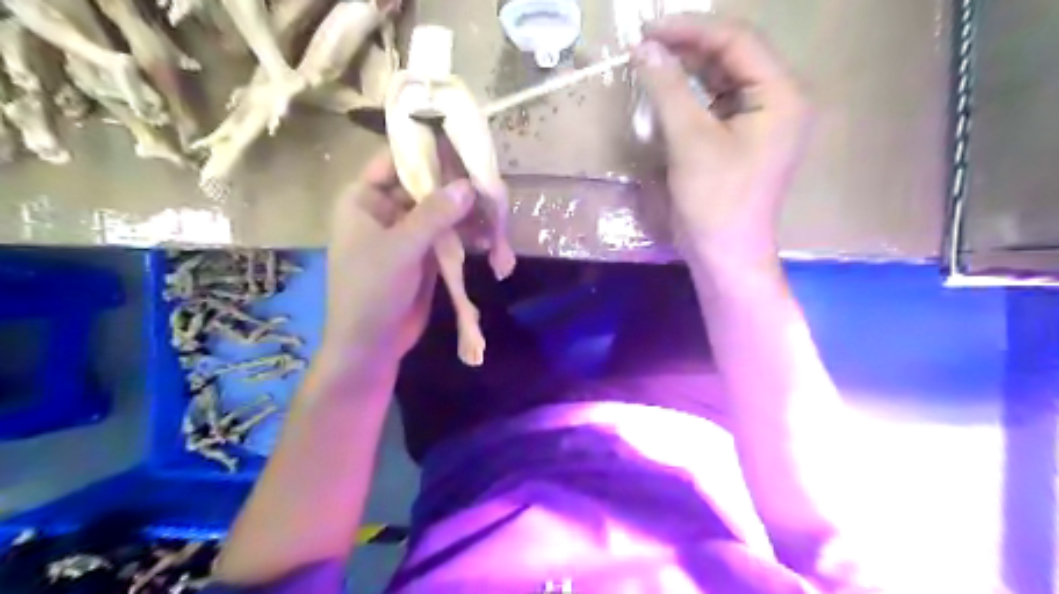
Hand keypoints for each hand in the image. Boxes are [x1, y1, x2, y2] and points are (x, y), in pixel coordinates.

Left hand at [322, 150, 471, 365]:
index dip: (426, 150)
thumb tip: (467, 184)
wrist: (372, 343)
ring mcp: (409, 232)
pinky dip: (468, 234)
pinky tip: (490, 234)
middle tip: (489, 179)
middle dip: (456, 184)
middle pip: (425, 185)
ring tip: (496, 208)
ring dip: (466, 211)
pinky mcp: (426, 253)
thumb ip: (434, 214)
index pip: (396, 160)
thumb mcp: (401, 248)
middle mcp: (386, 209)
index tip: (462, 142)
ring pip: (441, 210)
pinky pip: (449, 234)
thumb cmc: (372, 291)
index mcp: (365, 199)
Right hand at [637, 14, 811, 267]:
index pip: (737, 41)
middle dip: (689, 48)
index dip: (691, 30)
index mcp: (781, 95)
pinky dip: (691, 97)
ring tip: (652, 63)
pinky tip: (667, 93)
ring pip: (723, 80)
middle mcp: (778, 101)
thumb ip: (669, 89)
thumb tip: (644, 49)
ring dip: (688, 71)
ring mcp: (761, 121)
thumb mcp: (690, 140)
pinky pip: (717, 105)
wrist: (723, 254)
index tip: (648, 30)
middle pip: (733, 57)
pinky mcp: (742, 140)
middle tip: (646, 45)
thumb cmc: (714, 199)